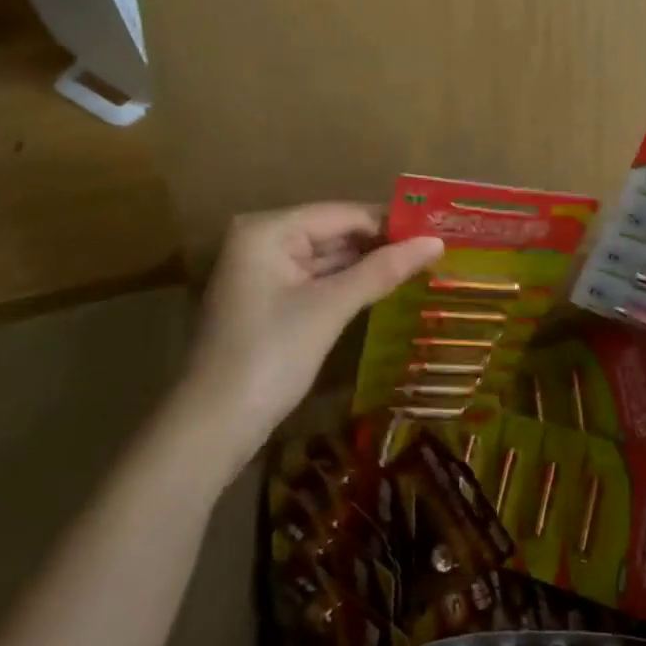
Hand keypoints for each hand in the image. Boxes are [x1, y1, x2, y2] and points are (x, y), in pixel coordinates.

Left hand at [184, 204, 443, 463]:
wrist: (209, 431)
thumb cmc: (269, 357)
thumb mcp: (330, 308)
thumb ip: (383, 270)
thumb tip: (436, 242)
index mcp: (268, 229)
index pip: (342, 213)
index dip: (390, 223)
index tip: (436, 230)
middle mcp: (262, 240)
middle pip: (333, 232)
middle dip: (380, 244)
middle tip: (434, 249)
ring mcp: (262, 273)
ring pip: (326, 258)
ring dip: (367, 266)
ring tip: (420, 265)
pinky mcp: (267, 302)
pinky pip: (315, 281)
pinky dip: (346, 286)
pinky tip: (384, 289)